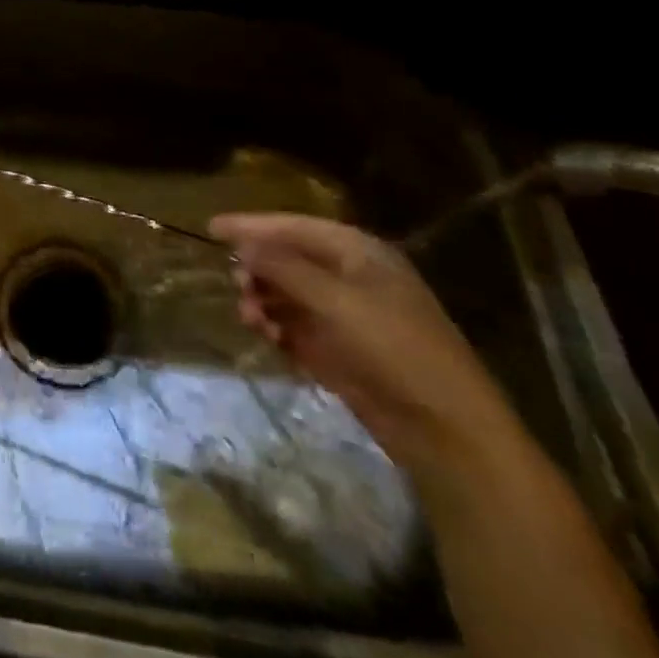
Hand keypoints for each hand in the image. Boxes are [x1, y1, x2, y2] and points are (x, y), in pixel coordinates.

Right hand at [210, 213, 517, 470]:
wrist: (447, 432)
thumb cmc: (395, 349)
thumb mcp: (336, 301)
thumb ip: (285, 268)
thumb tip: (242, 246)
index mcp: (358, 254)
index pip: (294, 227)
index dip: (252, 226)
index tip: (211, 228)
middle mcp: (350, 278)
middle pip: (288, 259)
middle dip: (259, 269)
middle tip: (237, 284)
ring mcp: (345, 316)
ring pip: (287, 295)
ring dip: (264, 301)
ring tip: (251, 318)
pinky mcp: (340, 352)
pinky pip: (295, 328)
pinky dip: (277, 329)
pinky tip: (268, 338)